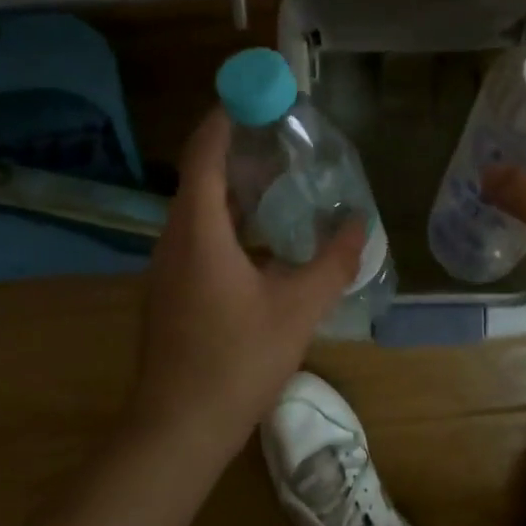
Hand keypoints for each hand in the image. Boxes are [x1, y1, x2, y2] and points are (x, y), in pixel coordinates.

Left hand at [128, 108, 365, 458]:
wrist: (178, 429)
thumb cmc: (237, 360)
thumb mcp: (298, 309)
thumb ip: (333, 263)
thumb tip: (359, 226)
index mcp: (198, 231)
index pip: (205, 153)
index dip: (226, 118)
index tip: (255, 96)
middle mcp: (173, 240)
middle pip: (201, 178)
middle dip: (238, 153)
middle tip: (283, 141)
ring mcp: (166, 269)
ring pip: (198, 212)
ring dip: (234, 192)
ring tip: (279, 185)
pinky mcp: (169, 294)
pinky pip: (197, 240)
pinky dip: (227, 225)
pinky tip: (261, 244)